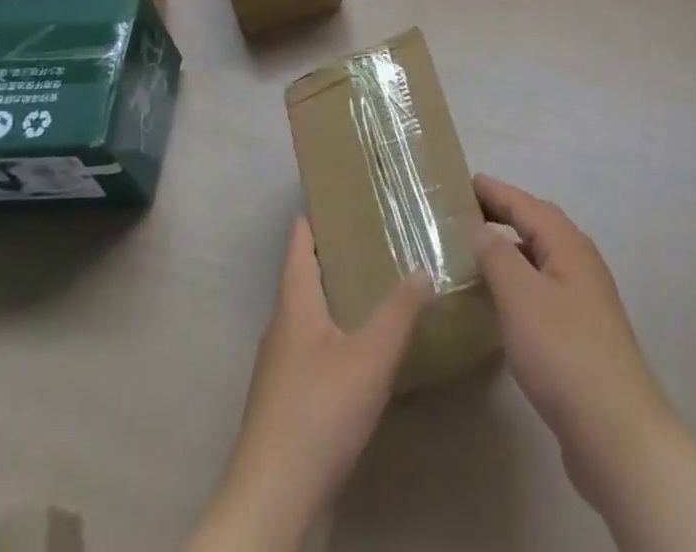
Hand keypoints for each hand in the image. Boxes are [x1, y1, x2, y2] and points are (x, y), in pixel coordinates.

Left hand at [193, 217, 432, 551]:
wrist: (270, 504)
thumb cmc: (318, 414)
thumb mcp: (372, 358)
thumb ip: (401, 311)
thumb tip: (425, 267)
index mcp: (295, 304)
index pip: (299, 242)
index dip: (317, 214)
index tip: (345, 192)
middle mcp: (282, 326)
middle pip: (305, 274)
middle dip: (338, 252)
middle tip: (379, 232)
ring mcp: (280, 365)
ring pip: (311, 312)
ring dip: (339, 292)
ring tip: (379, 280)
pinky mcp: (286, 398)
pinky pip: (313, 343)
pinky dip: (337, 328)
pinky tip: (364, 343)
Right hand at [471, 174, 680, 504]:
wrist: (616, 431)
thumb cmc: (564, 352)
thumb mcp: (521, 297)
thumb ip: (497, 257)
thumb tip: (481, 229)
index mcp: (568, 245)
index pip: (526, 205)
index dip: (495, 192)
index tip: (464, 181)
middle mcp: (579, 262)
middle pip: (536, 226)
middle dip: (502, 215)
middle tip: (463, 213)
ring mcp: (583, 298)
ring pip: (540, 259)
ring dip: (510, 249)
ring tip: (474, 253)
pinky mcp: (580, 332)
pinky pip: (542, 288)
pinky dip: (518, 281)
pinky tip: (500, 302)